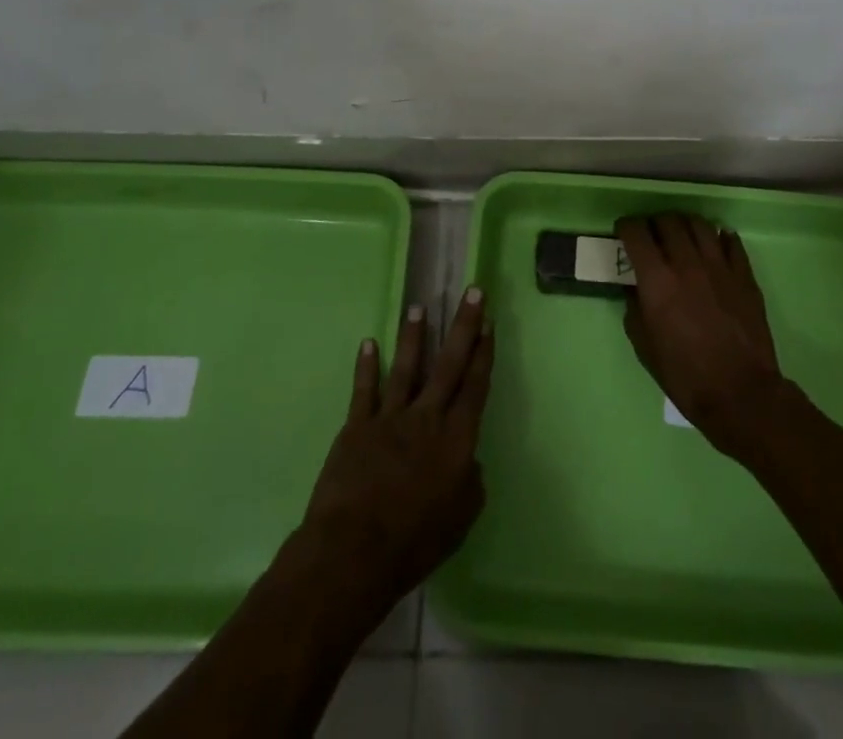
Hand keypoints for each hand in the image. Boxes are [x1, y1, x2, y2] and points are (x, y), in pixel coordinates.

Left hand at [297, 288, 493, 613]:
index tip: (489, 323)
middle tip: (472, 291)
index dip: (484, 354)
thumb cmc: (414, 542)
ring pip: (406, 367)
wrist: (353, 550)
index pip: (475, 386)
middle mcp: (426, 417)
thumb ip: (471, 483)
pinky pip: (364, 390)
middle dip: (463, 326)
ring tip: (419, 307)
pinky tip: (369, 343)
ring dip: (414, 336)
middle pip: (449, 364)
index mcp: (456, 439)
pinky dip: (367, 366)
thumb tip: (468, 461)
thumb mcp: (461, 519)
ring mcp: (389, 418)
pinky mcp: (357, 427)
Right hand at [617, 214, 783, 453]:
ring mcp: (719, 266)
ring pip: (700, 224)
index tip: (624, 232)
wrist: (740, 393)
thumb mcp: (645, 347)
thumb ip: (634, 309)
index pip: (637, 233)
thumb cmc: (685, 375)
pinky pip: (731, 242)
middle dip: (655, 223)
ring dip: (685, 224)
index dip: (626, 227)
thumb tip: (635, 288)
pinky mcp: (744, 275)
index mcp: (658, 280)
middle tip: (652, 235)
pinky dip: (719, 237)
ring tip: (682, 235)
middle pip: (668, 221)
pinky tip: (715, 245)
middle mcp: (687, 263)